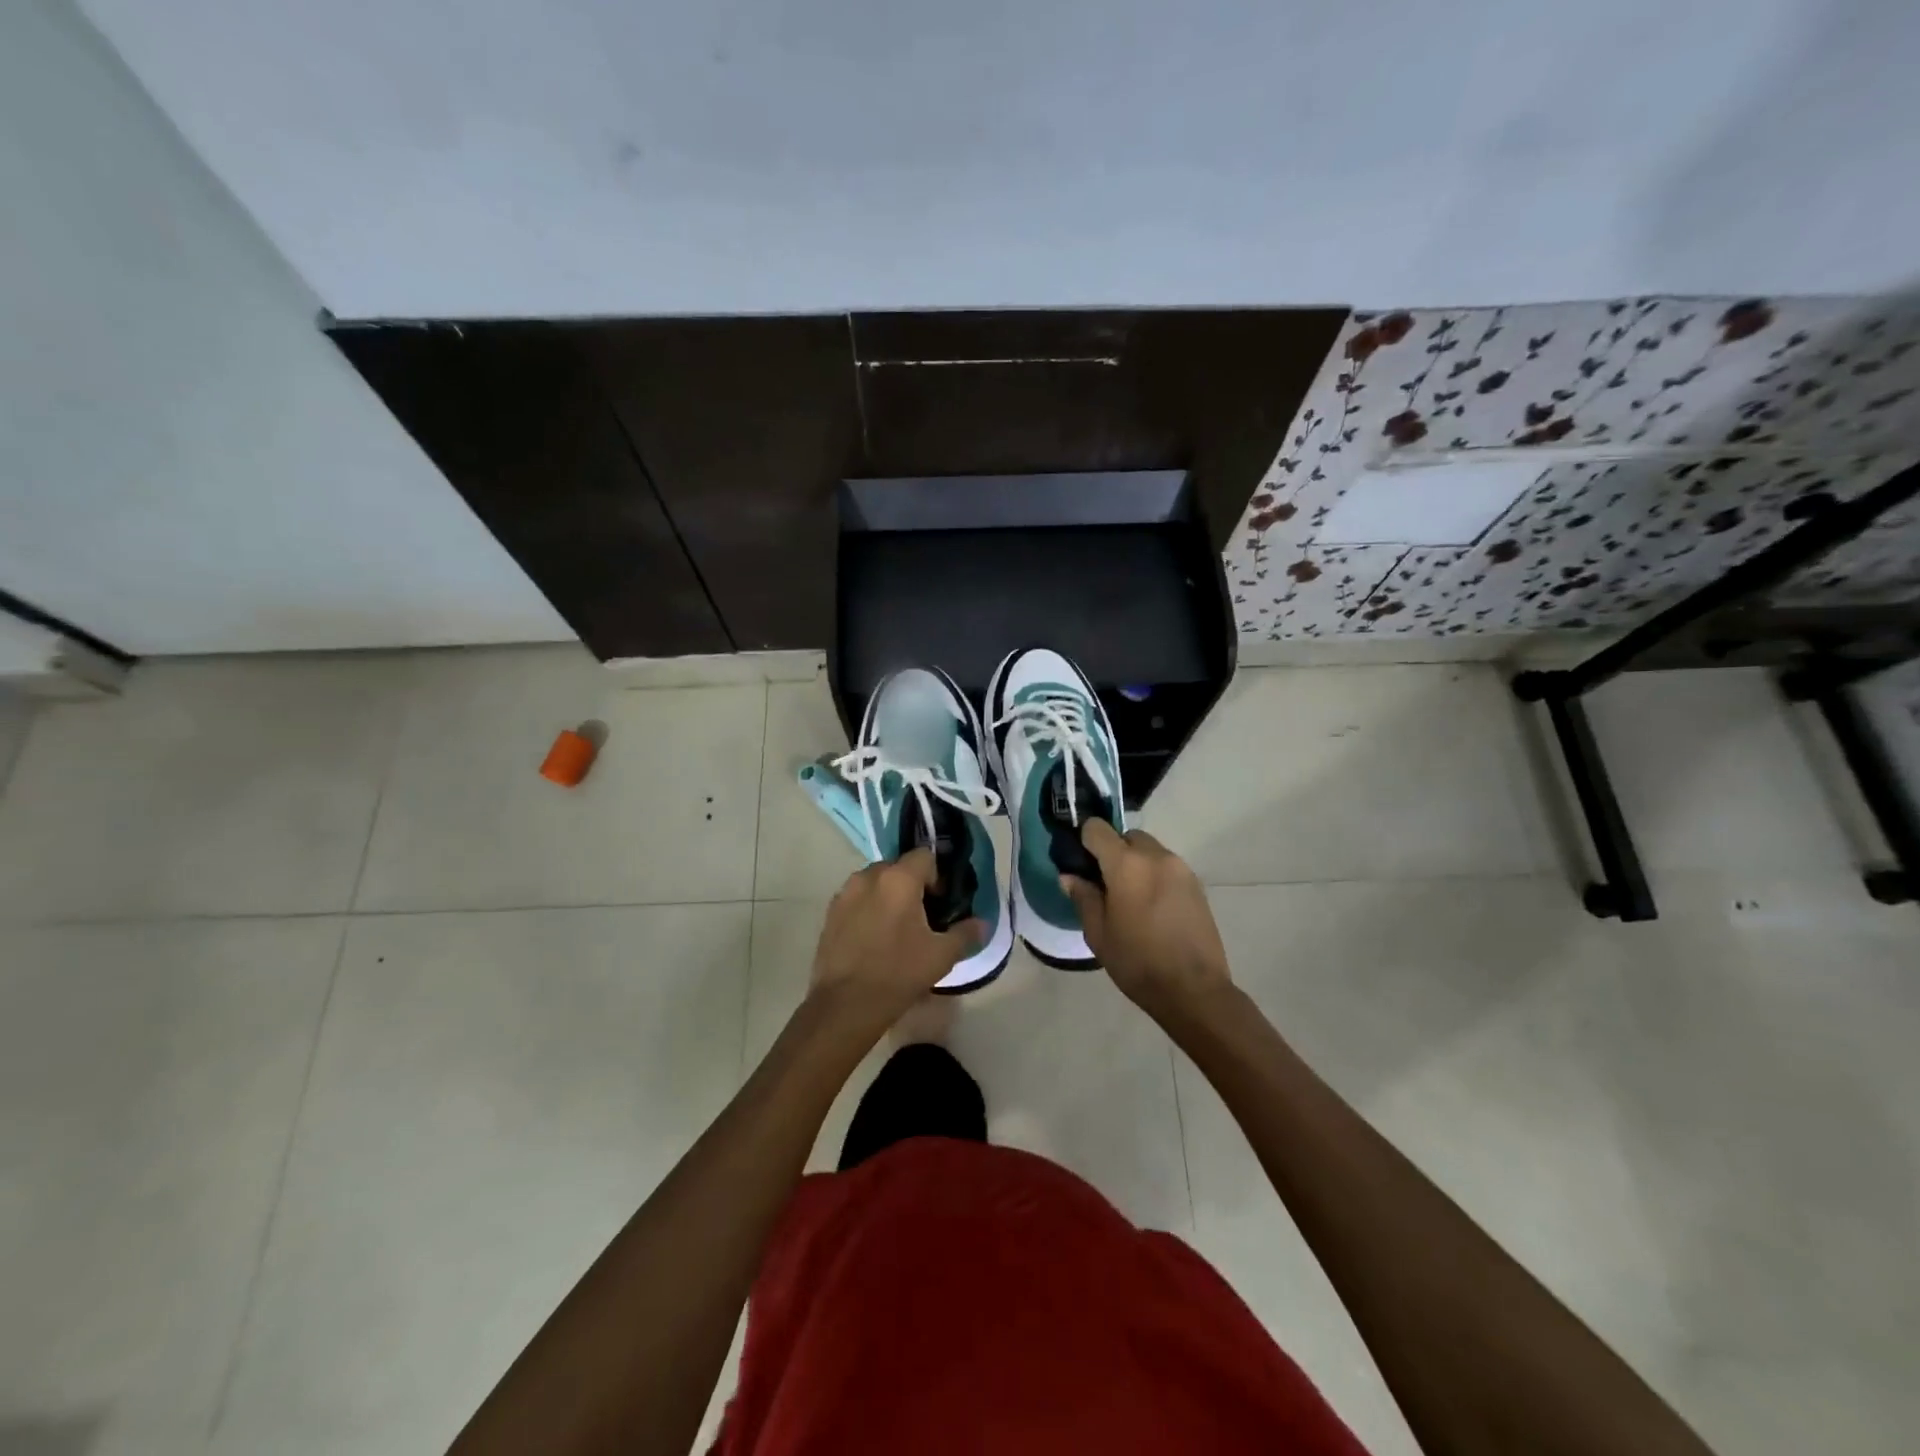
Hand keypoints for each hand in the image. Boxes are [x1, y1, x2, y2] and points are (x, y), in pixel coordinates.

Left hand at [809, 849, 983, 1040]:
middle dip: (912, 885)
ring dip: (889, 896)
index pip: (924, 856)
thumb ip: (965, 933)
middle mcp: (869, 876)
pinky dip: (868, 909)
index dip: (937, 876)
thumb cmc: (899, 973)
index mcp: (899, 878)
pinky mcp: (830, 913)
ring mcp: (845, 893)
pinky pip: (857, 900)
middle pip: (898, 867)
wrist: (846, 1004)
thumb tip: (982, 924)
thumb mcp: (942, 955)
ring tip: (897, 929)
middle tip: (922, 917)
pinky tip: (874, 939)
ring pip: (875, 883)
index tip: (941, 903)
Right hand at [1062, 820, 1231, 1022]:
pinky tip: (1152, 907)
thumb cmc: (1137, 962)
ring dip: (1136, 863)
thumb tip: (1070, 876)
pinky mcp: (1197, 885)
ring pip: (1150, 850)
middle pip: (1127, 836)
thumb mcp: (1098, 933)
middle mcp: (1156, 856)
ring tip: (1130, 897)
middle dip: (1113, 851)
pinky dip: (1155, 875)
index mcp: (1126, 864)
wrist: (1194, 990)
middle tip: (1105, 883)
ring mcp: (1181, 869)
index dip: (1084, 840)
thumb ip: (1083, 897)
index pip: (1097, 829)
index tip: (1080, 861)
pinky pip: (1168, 867)